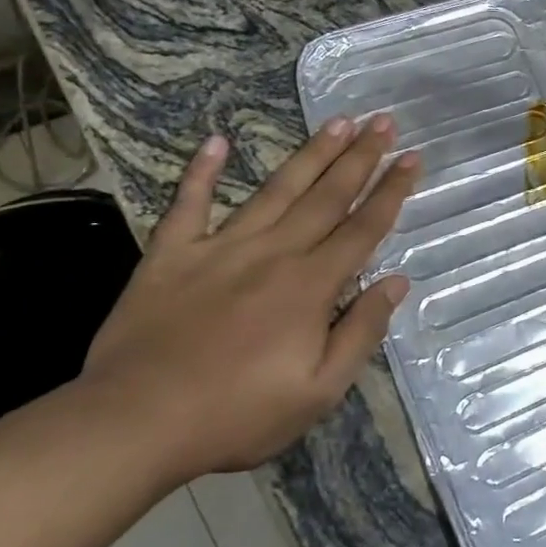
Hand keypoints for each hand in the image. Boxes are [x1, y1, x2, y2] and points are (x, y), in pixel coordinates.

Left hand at [79, 116, 418, 483]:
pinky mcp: (170, 255)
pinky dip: (200, 172)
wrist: (133, 425)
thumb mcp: (319, 392)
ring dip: (310, 154)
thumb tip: (396, 282)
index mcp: (311, 286)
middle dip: (360, 157)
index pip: (363, 228)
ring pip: (276, 190)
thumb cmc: (236, 415)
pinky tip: (215, 142)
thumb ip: (361, 332)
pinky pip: (188, 205)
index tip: (412, 157)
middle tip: (384, 122)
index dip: (391, 191)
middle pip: (327, 196)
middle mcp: (273, 253)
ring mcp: (220, 248)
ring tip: (338, 122)